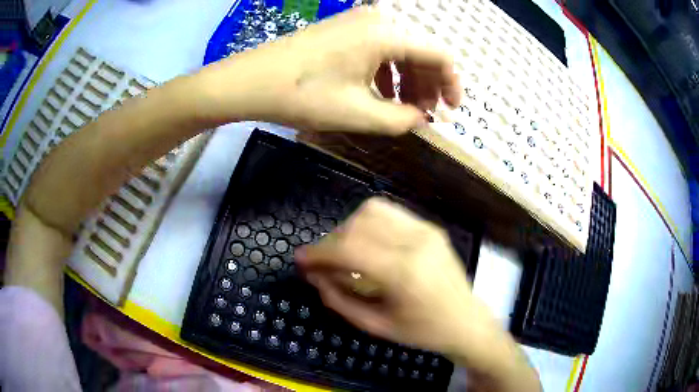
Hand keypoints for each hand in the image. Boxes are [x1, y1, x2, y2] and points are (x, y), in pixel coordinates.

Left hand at [194, 6, 460, 133]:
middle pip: (421, 51)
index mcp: (388, 34)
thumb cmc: (303, 95)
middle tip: (426, 116)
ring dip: (408, 80)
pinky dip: (387, 73)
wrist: (252, 81)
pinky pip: (379, 49)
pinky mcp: (345, 30)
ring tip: (405, 110)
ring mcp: (359, 22)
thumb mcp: (359, 114)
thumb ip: (401, 120)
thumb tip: (423, 120)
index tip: (452, 111)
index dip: (452, 85)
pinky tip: (381, 94)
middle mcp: (379, 20)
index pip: (440, 55)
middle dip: (428, 85)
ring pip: (400, 50)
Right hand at [295, 197, 494, 355]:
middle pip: (357, 225)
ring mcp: (426, 230)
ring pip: (372, 211)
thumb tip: (313, 276)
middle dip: (330, 242)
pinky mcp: (430, 227)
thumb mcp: (376, 326)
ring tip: (342, 251)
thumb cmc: (423, 332)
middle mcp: (416, 242)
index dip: (318, 252)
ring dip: (348, 228)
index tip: (300, 260)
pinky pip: (390, 213)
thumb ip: (339, 299)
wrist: (466, 320)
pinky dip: (368, 223)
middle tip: (321, 262)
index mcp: (404, 272)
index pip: (349, 249)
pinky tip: (365, 243)